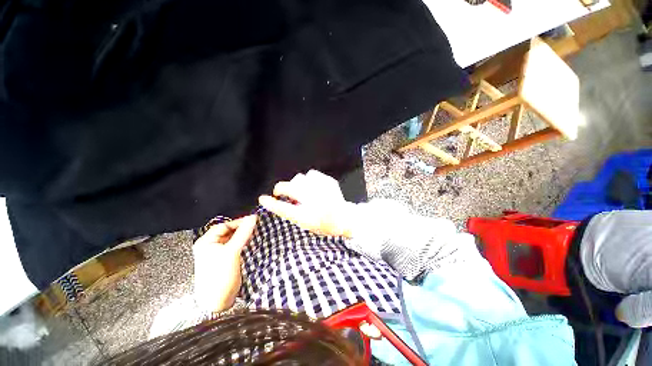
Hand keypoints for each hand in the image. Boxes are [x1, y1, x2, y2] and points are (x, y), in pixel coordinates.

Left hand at [193, 215, 256, 312]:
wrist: (218, 301)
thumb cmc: (220, 276)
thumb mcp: (232, 252)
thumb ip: (243, 233)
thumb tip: (253, 218)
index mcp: (206, 242)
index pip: (224, 226)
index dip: (238, 222)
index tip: (253, 220)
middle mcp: (210, 246)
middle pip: (228, 232)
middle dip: (241, 229)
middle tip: (255, 226)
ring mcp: (217, 253)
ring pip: (232, 239)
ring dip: (243, 236)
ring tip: (254, 233)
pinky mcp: (225, 260)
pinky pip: (235, 246)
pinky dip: (242, 243)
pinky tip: (250, 242)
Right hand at [258, 170, 354, 236]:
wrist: (344, 218)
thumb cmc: (324, 224)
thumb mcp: (306, 224)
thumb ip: (293, 212)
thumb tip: (283, 198)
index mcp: (308, 215)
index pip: (284, 208)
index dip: (271, 203)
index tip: (263, 199)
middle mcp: (314, 201)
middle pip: (289, 188)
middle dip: (280, 188)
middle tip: (279, 191)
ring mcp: (322, 189)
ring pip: (300, 178)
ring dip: (296, 184)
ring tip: (300, 190)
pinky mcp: (329, 181)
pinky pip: (312, 174)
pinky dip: (309, 180)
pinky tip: (312, 186)